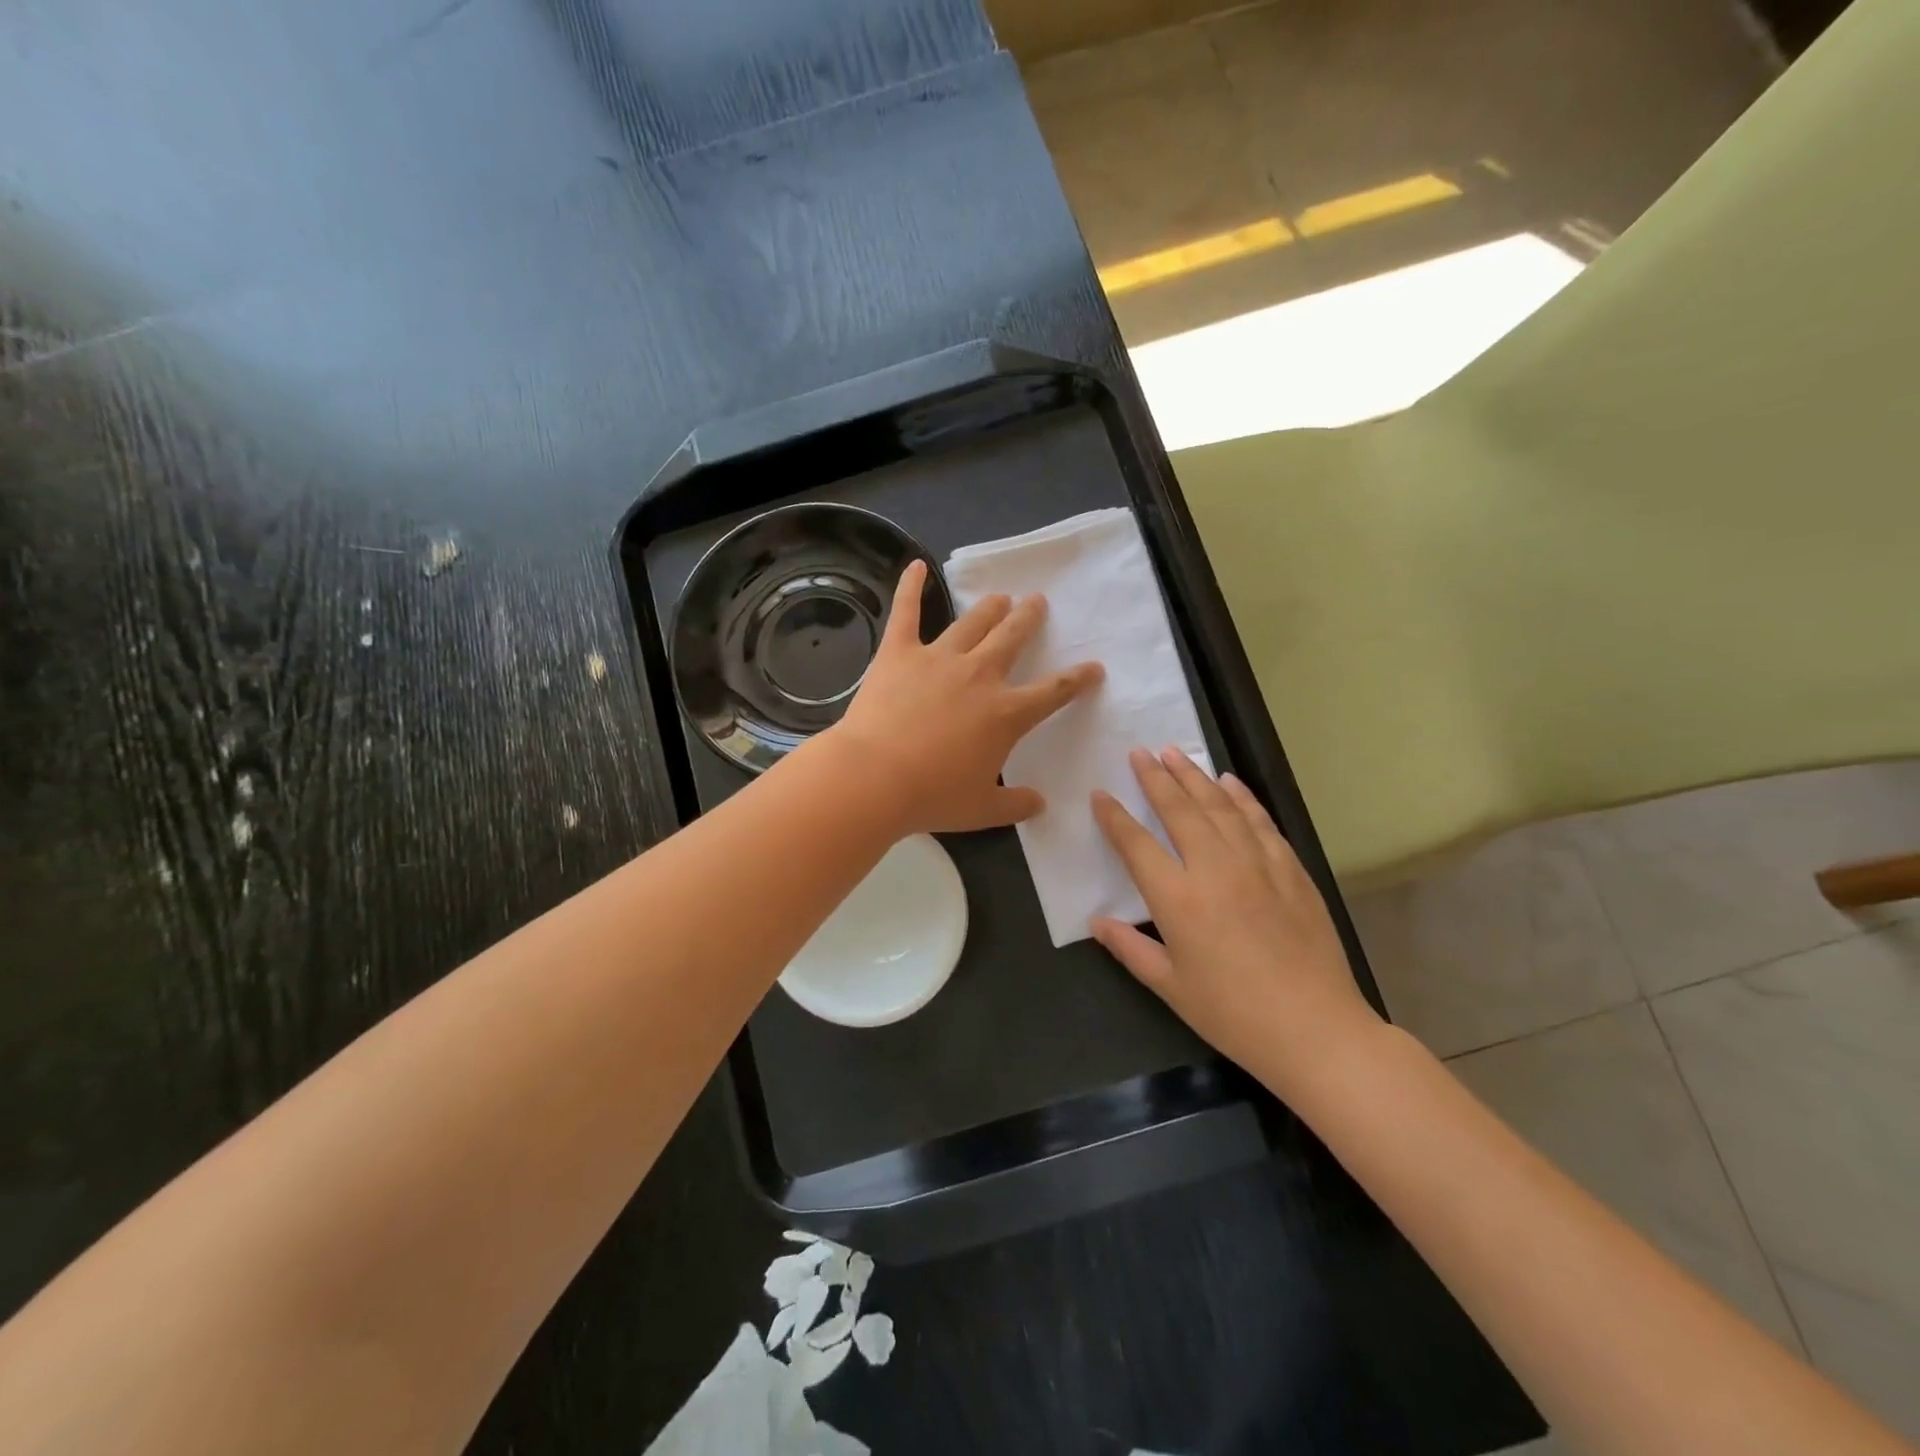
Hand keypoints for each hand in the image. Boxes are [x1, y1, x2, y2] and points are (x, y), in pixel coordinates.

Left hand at [826, 560, 1103, 834]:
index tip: (1093, 667)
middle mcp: (979, 675)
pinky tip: (917, 565)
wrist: (874, 778)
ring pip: (972, 622)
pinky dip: (911, 587)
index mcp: (1006, 713)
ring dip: (990, 608)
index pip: (1053, 691)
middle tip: (1036, 602)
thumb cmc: (932, 796)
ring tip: (1000, 597)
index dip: (1077, 679)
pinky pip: (906, 612)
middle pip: (1012, 638)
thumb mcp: (982, 811)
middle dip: (1029, 619)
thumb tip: (1039, 804)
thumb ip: (1015, 805)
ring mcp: (938, 658)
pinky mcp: (899, 653)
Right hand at [1090, 748, 1381, 1091]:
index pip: (1136, 845)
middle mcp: (1215, 869)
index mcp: (1178, 900)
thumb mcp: (1170, 987)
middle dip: (1156, 778)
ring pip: (1220, 807)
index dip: (1114, 817)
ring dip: (1195, 777)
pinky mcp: (1290, 870)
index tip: (1100, 794)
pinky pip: (1261, 822)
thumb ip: (1130, 948)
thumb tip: (1096, 921)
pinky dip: (1242, 797)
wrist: (1315, 1030)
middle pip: (1179, 810)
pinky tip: (1229, 782)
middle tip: (1140, 752)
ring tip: (1175, 753)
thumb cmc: (1232, 1014)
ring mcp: (1257, 865)